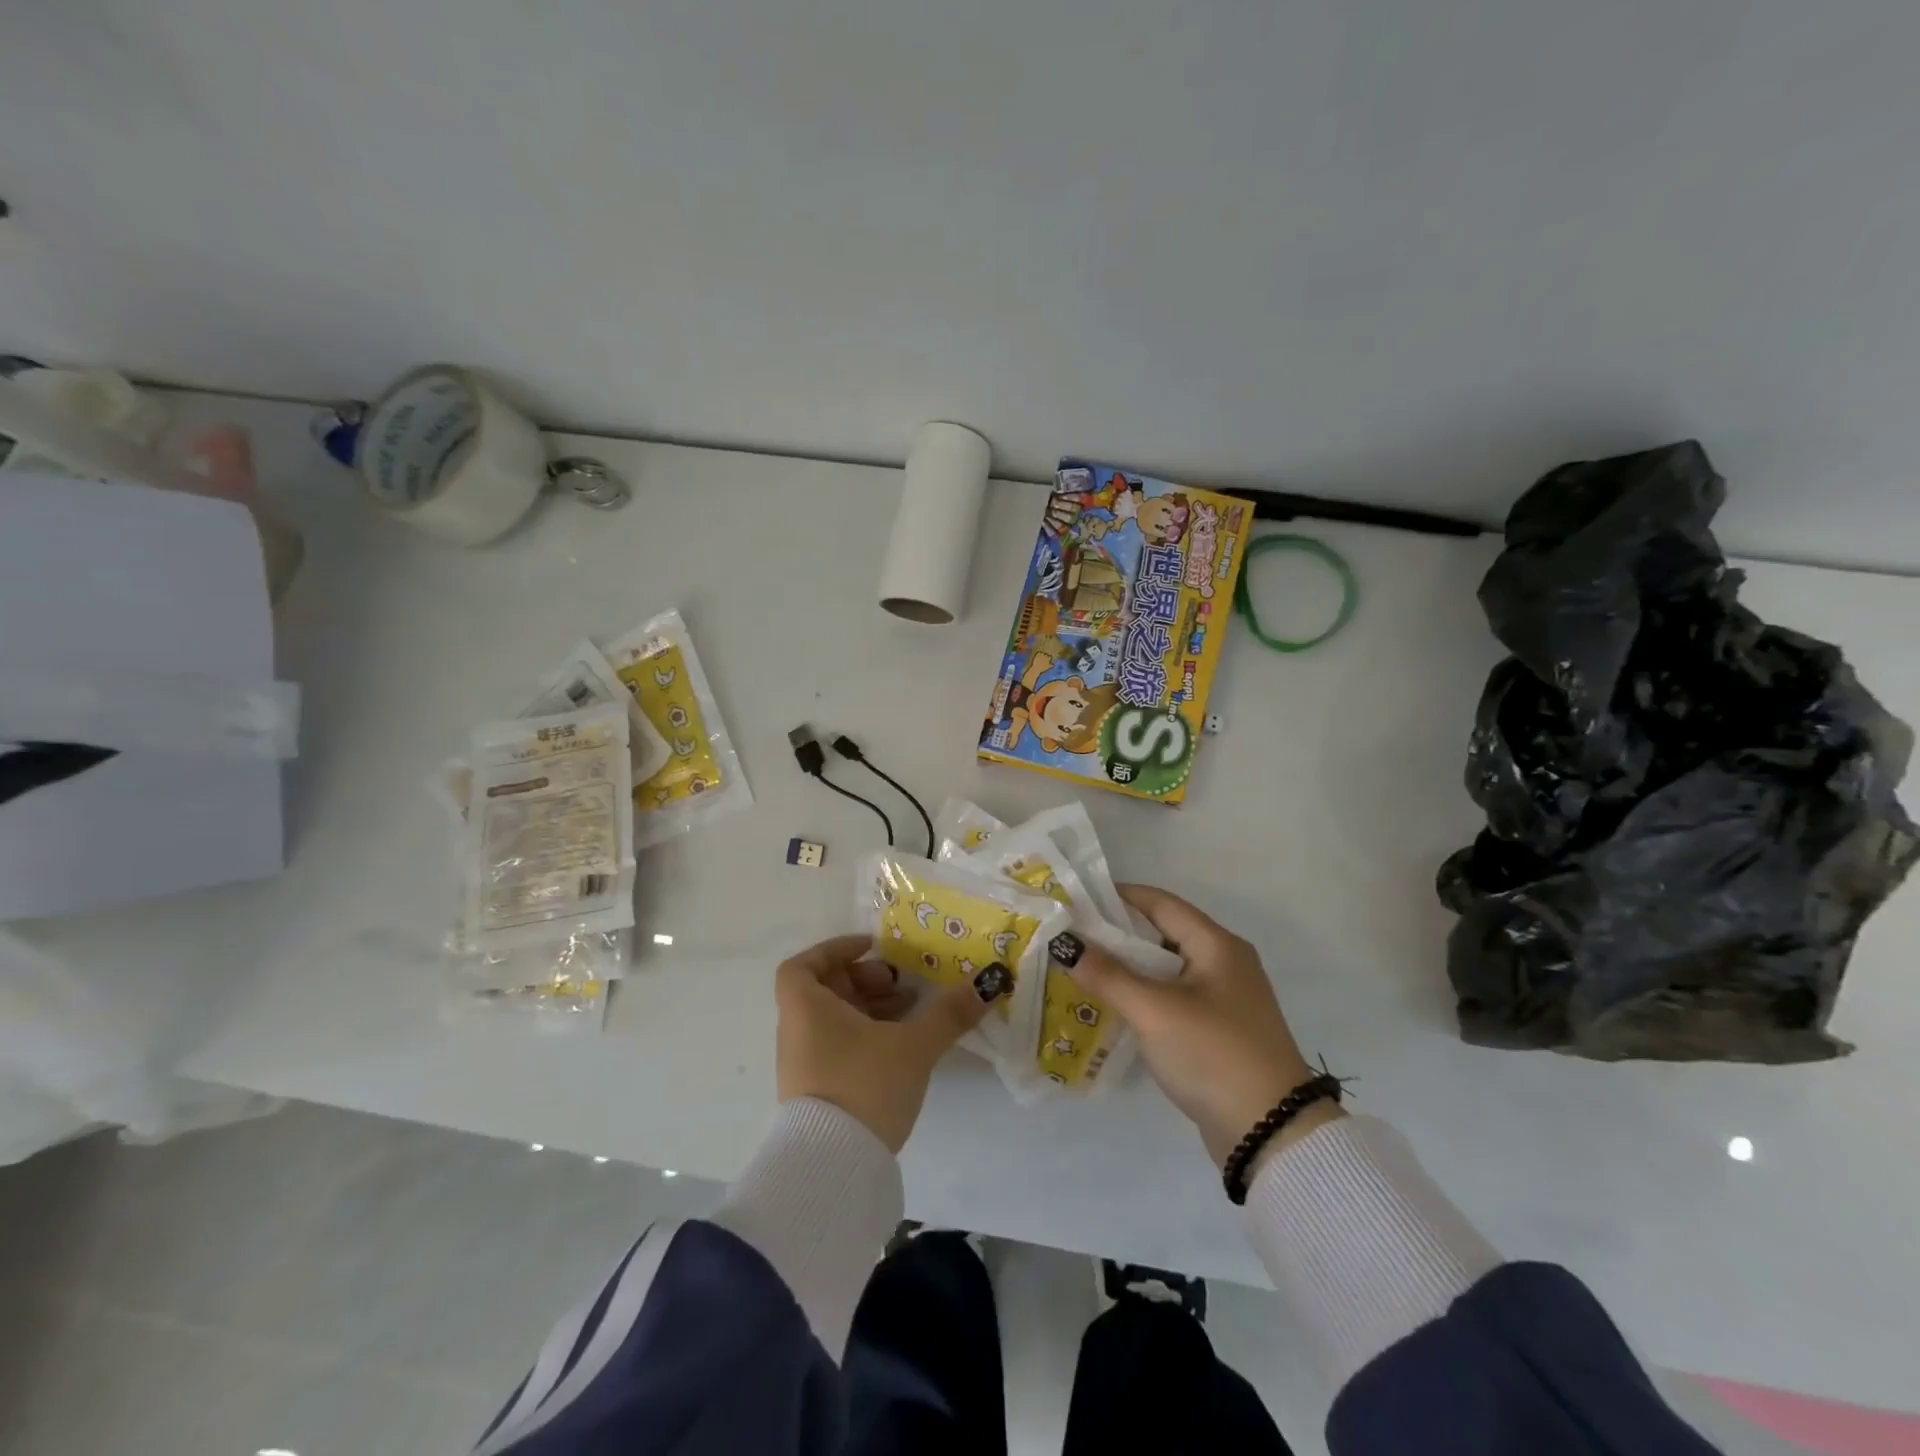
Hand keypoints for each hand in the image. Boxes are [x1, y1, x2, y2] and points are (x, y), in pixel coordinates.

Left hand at [775, 934, 995, 1152]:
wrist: (834, 1168)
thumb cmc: (864, 1086)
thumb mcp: (913, 1045)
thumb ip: (949, 1013)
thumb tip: (988, 982)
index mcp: (806, 1009)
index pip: (803, 965)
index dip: (835, 950)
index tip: (871, 950)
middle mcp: (797, 1032)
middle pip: (825, 990)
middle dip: (865, 981)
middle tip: (901, 985)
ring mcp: (804, 1066)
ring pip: (834, 1021)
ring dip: (870, 1009)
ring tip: (911, 1013)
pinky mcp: (817, 1093)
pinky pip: (838, 1047)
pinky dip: (866, 1036)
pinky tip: (901, 1047)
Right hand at [1068, 886, 1343, 1170]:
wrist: (1272, 1135)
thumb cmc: (1213, 1055)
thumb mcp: (1154, 1011)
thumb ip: (1108, 975)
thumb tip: (1065, 944)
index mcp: (1217, 945)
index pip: (1160, 903)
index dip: (1118, 897)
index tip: (1077, 900)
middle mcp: (1224, 963)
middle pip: (1162, 933)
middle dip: (1117, 934)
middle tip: (1072, 937)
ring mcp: (1224, 999)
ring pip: (1165, 968)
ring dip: (1127, 968)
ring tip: (1082, 969)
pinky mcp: (1218, 1030)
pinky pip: (1173, 998)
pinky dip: (1143, 995)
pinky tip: (1112, 1006)